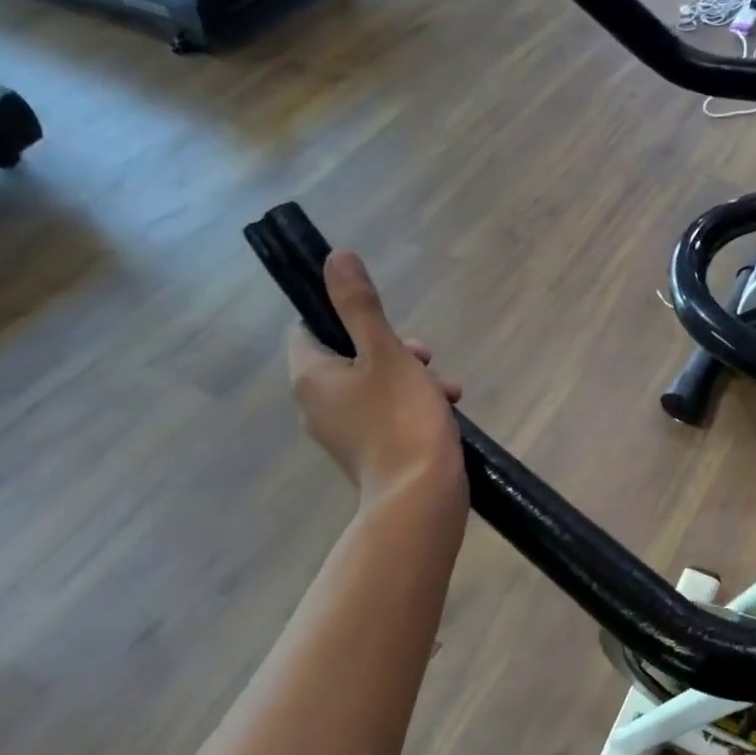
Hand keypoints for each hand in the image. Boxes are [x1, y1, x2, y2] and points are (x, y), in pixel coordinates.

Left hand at [286, 253, 466, 507]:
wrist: (421, 497)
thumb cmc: (402, 419)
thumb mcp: (387, 353)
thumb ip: (360, 306)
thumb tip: (335, 258)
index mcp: (311, 377)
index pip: (307, 330)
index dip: (342, 317)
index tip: (382, 321)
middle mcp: (315, 405)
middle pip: (346, 358)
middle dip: (391, 349)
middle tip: (424, 356)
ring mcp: (342, 433)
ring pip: (371, 387)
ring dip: (410, 377)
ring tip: (448, 388)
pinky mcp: (367, 453)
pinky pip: (384, 415)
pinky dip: (411, 405)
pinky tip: (447, 409)